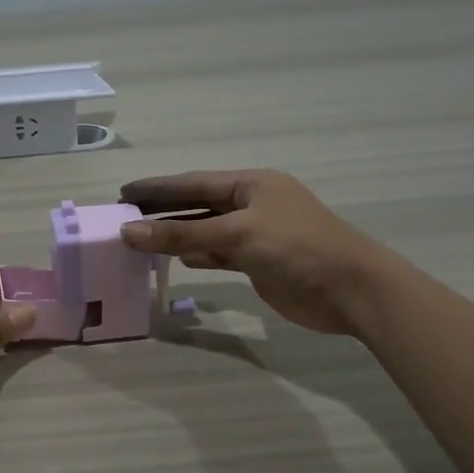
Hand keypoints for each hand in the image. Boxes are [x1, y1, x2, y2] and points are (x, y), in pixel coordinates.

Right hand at [119, 169, 397, 335]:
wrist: (351, 290)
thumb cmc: (296, 248)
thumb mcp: (237, 234)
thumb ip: (182, 234)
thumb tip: (129, 232)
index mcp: (251, 184)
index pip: (193, 182)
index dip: (157, 188)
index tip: (123, 193)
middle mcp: (251, 204)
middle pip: (197, 204)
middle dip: (162, 211)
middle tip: (123, 217)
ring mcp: (256, 234)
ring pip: (205, 231)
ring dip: (176, 236)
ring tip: (138, 240)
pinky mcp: (258, 262)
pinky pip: (218, 254)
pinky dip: (197, 255)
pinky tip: (175, 259)